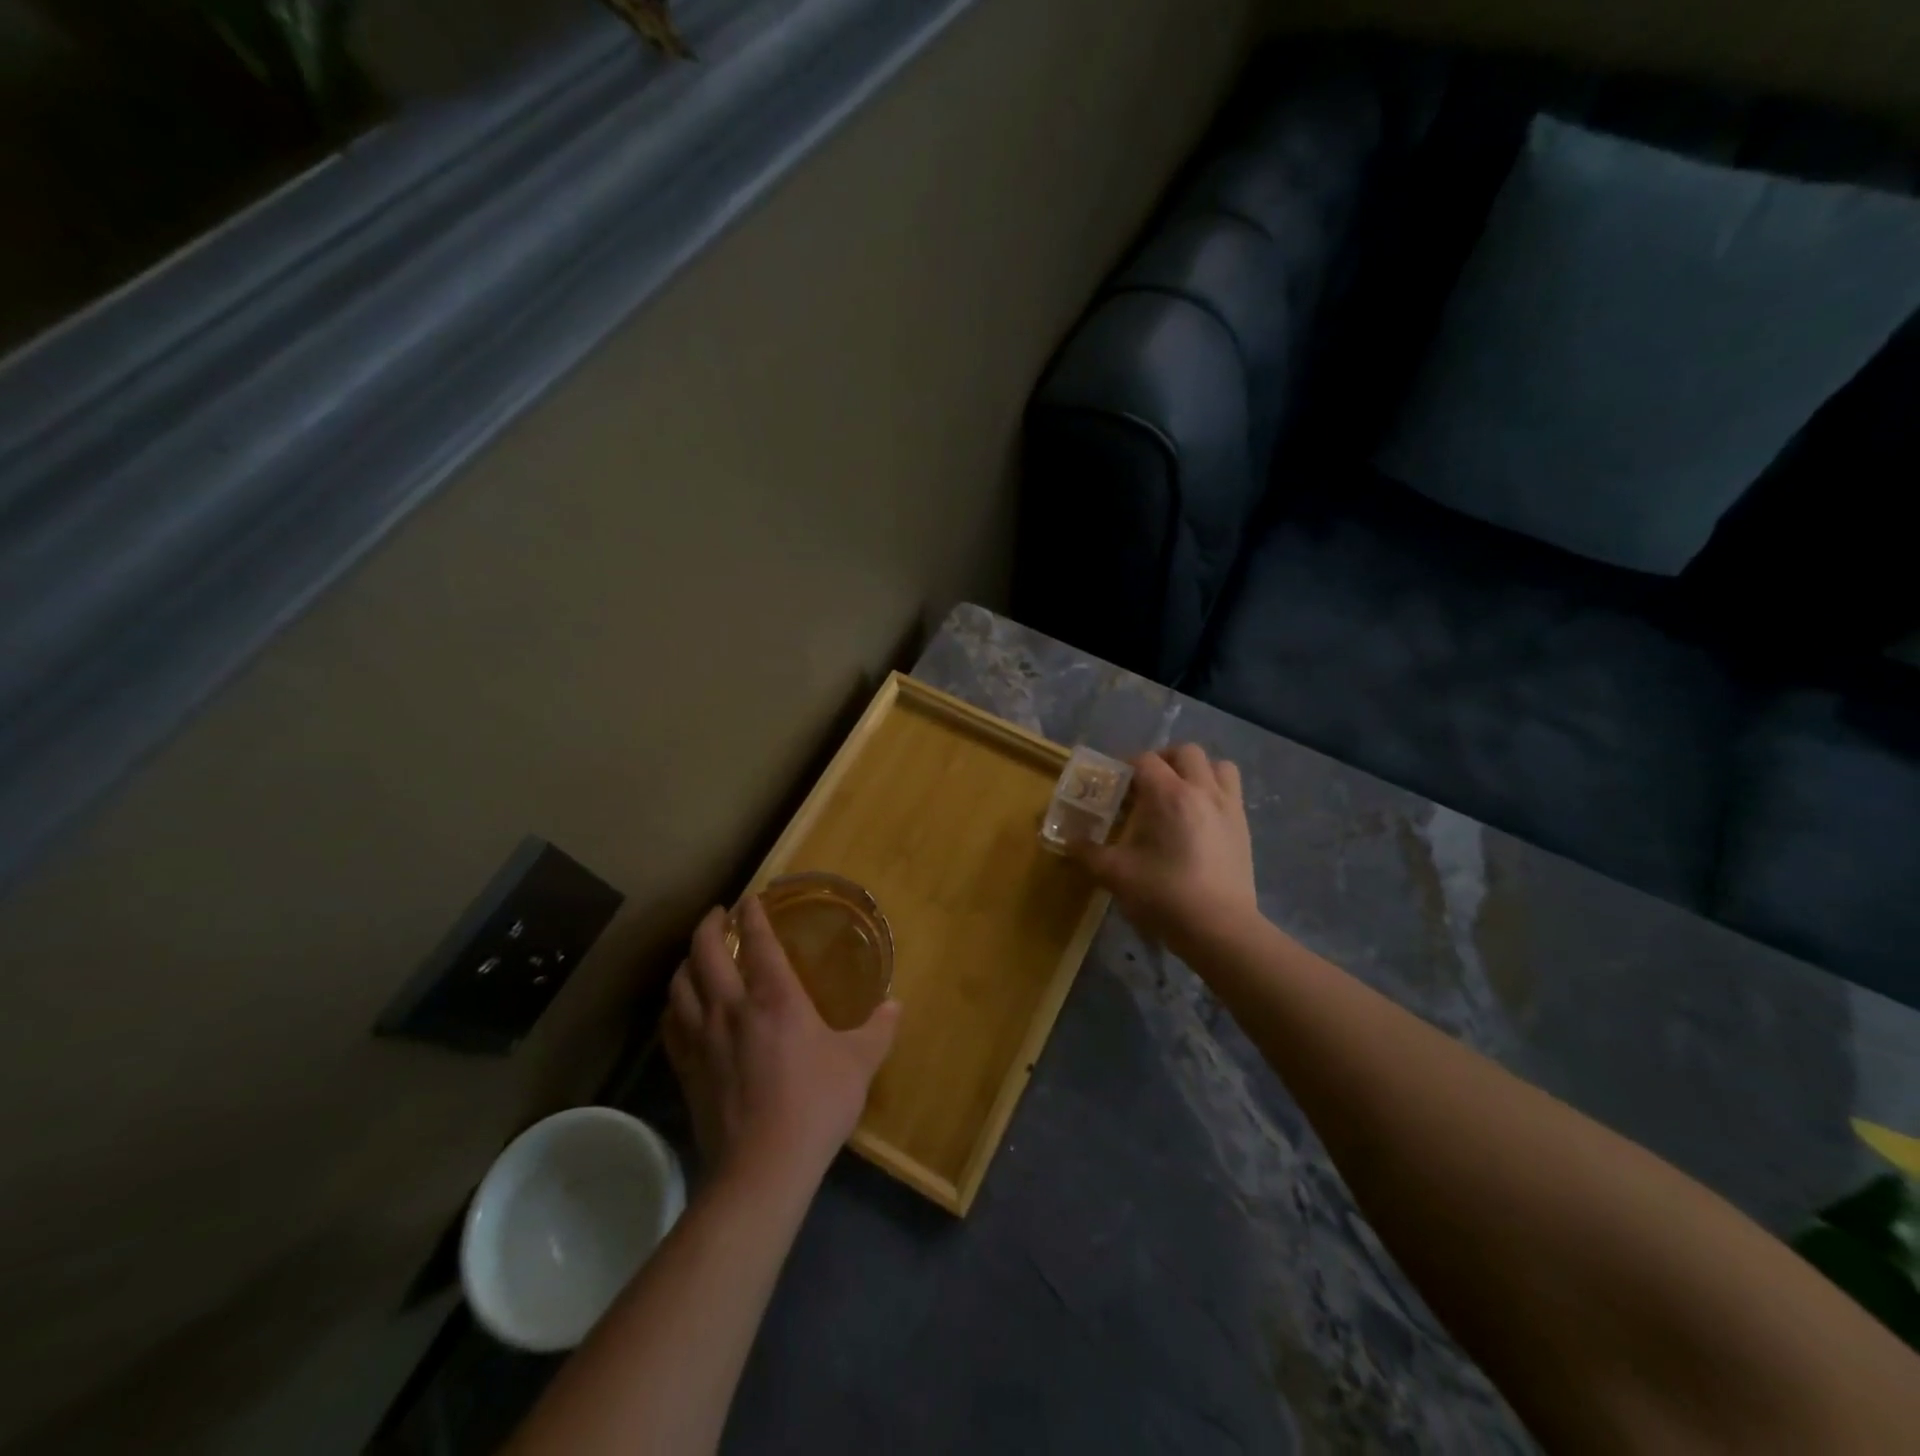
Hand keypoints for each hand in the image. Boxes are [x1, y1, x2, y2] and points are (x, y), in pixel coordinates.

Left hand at [663, 898, 900, 1188]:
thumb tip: (896, 1005)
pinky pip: (671, 1024)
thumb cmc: (815, 1105)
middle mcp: (732, 1007)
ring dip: (687, 960)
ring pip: (681, 984)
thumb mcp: (859, 1064)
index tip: (750, 899)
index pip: (757, 940)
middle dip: (709, 925)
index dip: (752, 914)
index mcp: (775, 997)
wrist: (762, 1167)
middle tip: (718, 914)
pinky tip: (681, 1006)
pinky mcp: (687, 1068)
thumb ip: (878, 1029)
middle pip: (705, 952)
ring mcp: (703, 1038)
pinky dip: (674, 1004)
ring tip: (696, 954)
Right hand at [1069, 744, 1257, 950]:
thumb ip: (1088, 852)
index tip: (1115, 786)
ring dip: (1196, 770)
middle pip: (1185, 752)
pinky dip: (1214, 791)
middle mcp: (1202, 790)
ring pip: (1217, 765)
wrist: (1219, 928)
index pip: (1145, 760)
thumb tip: (1069, 841)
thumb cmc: (1163, 896)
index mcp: (1168, 795)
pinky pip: (1232, 790)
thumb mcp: (1115, 874)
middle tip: (1146, 785)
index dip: (1126, 767)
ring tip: (1179, 793)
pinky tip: (1199, 818)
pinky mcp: (1243, 826)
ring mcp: (1228, 806)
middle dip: (1163, 760)